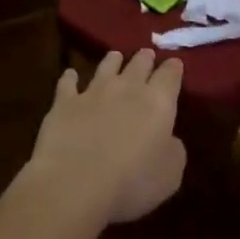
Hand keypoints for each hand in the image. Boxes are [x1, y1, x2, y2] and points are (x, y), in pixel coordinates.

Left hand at [27, 49, 185, 225]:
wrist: (75, 184)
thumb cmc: (132, 182)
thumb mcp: (170, 174)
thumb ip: (173, 150)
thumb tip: (168, 139)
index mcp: (159, 102)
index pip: (170, 75)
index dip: (174, 68)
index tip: (175, 63)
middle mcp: (127, 88)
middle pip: (139, 64)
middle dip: (145, 58)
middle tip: (147, 54)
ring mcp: (93, 92)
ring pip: (106, 66)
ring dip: (113, 60)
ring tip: (115, 56)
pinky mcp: (64, 103)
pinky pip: (68, 83)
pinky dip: (70, 77)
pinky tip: (70, 74)